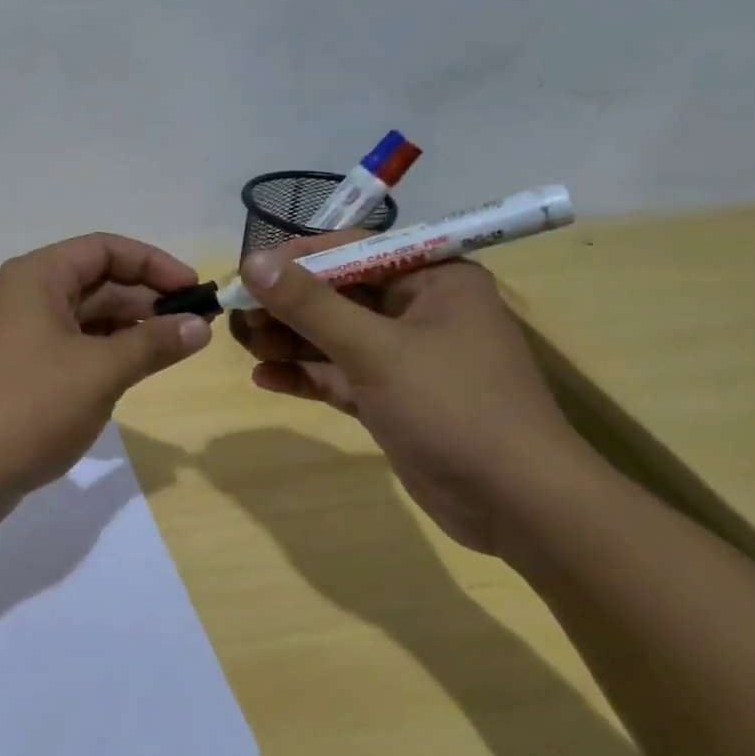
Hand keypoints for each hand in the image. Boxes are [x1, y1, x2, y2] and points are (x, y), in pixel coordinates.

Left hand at [0, 233, 211, 525]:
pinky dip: (103, 353)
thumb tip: (200, 326)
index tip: (195, 290)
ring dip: (128, 329)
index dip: (154, 264)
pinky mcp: (16, 370)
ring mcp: (17, 334)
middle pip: (95, 281)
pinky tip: (133, 371)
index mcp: (37, 277)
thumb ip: (153, 344)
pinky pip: (69, 346)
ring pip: (84, 317)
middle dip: (145, 300)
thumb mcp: (101, 371)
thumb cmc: (30, 407)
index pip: (105, 249)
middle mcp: (23, 295)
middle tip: (194, 326)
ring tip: (173, 349)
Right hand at [230, 234, 594, 553]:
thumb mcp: (375, 349)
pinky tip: (264, 378)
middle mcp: (419, 309)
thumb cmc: (453, 407)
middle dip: (287, 305)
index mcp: (433, 279)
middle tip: (237, 316)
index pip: (353, 250)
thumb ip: (310, 305)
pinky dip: (305, 375)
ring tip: (243, 345)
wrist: (517, 505)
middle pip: (338, 294)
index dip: (297, 259)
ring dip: (289, 340)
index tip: (247, 274)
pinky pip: (339, 374)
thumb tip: (251, 262)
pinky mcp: (391, 398)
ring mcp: (405, 357)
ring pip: (333, 336)